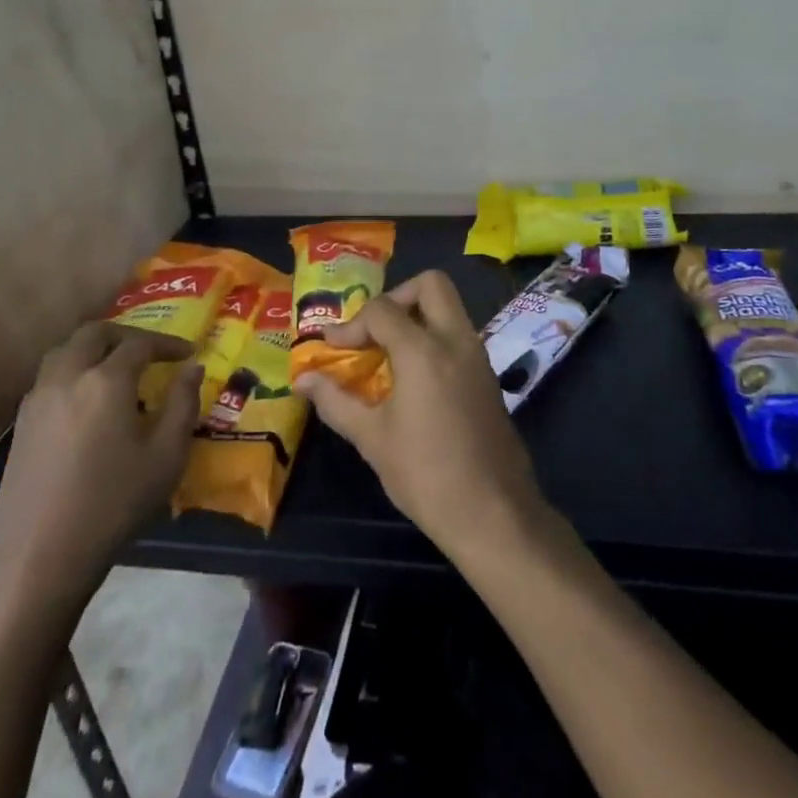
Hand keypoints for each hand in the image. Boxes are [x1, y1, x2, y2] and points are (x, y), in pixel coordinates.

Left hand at [0, 323, 199, 616]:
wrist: (40, 557)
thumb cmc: (114, 504)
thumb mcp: (167, 456)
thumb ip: (183, 403)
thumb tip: (192, 369)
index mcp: (106, 381)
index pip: (140, 343)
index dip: (167, 344)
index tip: (188, 353)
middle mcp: (67, 378)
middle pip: (95, 334)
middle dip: (127, 335)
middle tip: (151, 351)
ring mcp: (38, 400)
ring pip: (65, 351)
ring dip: (95, 349)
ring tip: (118, 368)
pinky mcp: (22, 424)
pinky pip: (50, 377)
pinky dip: (74, 371)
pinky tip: (88, 401)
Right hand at [297, 271, 546, 557]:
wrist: (493, 513)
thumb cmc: (425, 474)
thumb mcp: (372, 438)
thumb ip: (336, 401)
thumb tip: (304, 380)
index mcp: (424, 350)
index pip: (382, 310)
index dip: (351, 325)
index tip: (332, 347)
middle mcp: (456, 340)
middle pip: (431, 284)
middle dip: (397, 297)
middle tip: (374, 331)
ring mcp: (479, 356)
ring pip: (450, 308)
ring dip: (418, 317)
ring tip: (388, 354)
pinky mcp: (489, 377)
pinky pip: (459, 336)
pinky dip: (434, 339)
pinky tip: (414, 378)